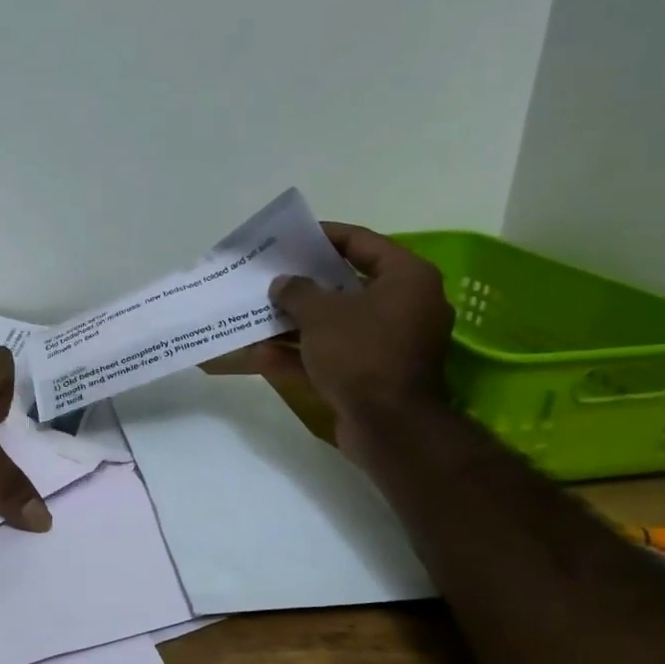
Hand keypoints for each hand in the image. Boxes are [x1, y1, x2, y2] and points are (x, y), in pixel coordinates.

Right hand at [250, 224, 453, 461]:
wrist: (390, 426)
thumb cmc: (361, 354)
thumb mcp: (321, 314)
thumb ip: (297, 292)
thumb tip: (283, 283)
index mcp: (406, 278)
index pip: (361, 243)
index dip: (323, 237)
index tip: (290, 239)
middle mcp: (404, 306)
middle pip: (346, 285)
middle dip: (304, 285)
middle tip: (270, 277)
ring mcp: (389, 344)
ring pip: (335, 325)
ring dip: (296, 324)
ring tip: (258, 316)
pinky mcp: (373, 375)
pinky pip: (334, 356)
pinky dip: (301, 355)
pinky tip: (260, 356)